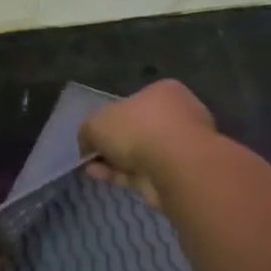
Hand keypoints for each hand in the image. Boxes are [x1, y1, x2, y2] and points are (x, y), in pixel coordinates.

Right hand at [79, 79, 215, 207]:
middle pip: (138, 129)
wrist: (176, 167)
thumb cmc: (138, 130)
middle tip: (92, 154)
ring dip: (115, 162)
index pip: (134, 101)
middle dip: (113, 143)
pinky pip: (145, 173)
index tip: (95, 134)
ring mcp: (182, 147)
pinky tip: (103, 178)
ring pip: (141, 154)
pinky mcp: (180, 175)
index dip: (111, 117)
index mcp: (164, 92)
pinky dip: (124, 176)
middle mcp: (177, 116)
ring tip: (91, 170)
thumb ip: (88, 131)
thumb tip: (88, 145)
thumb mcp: (97, 122)